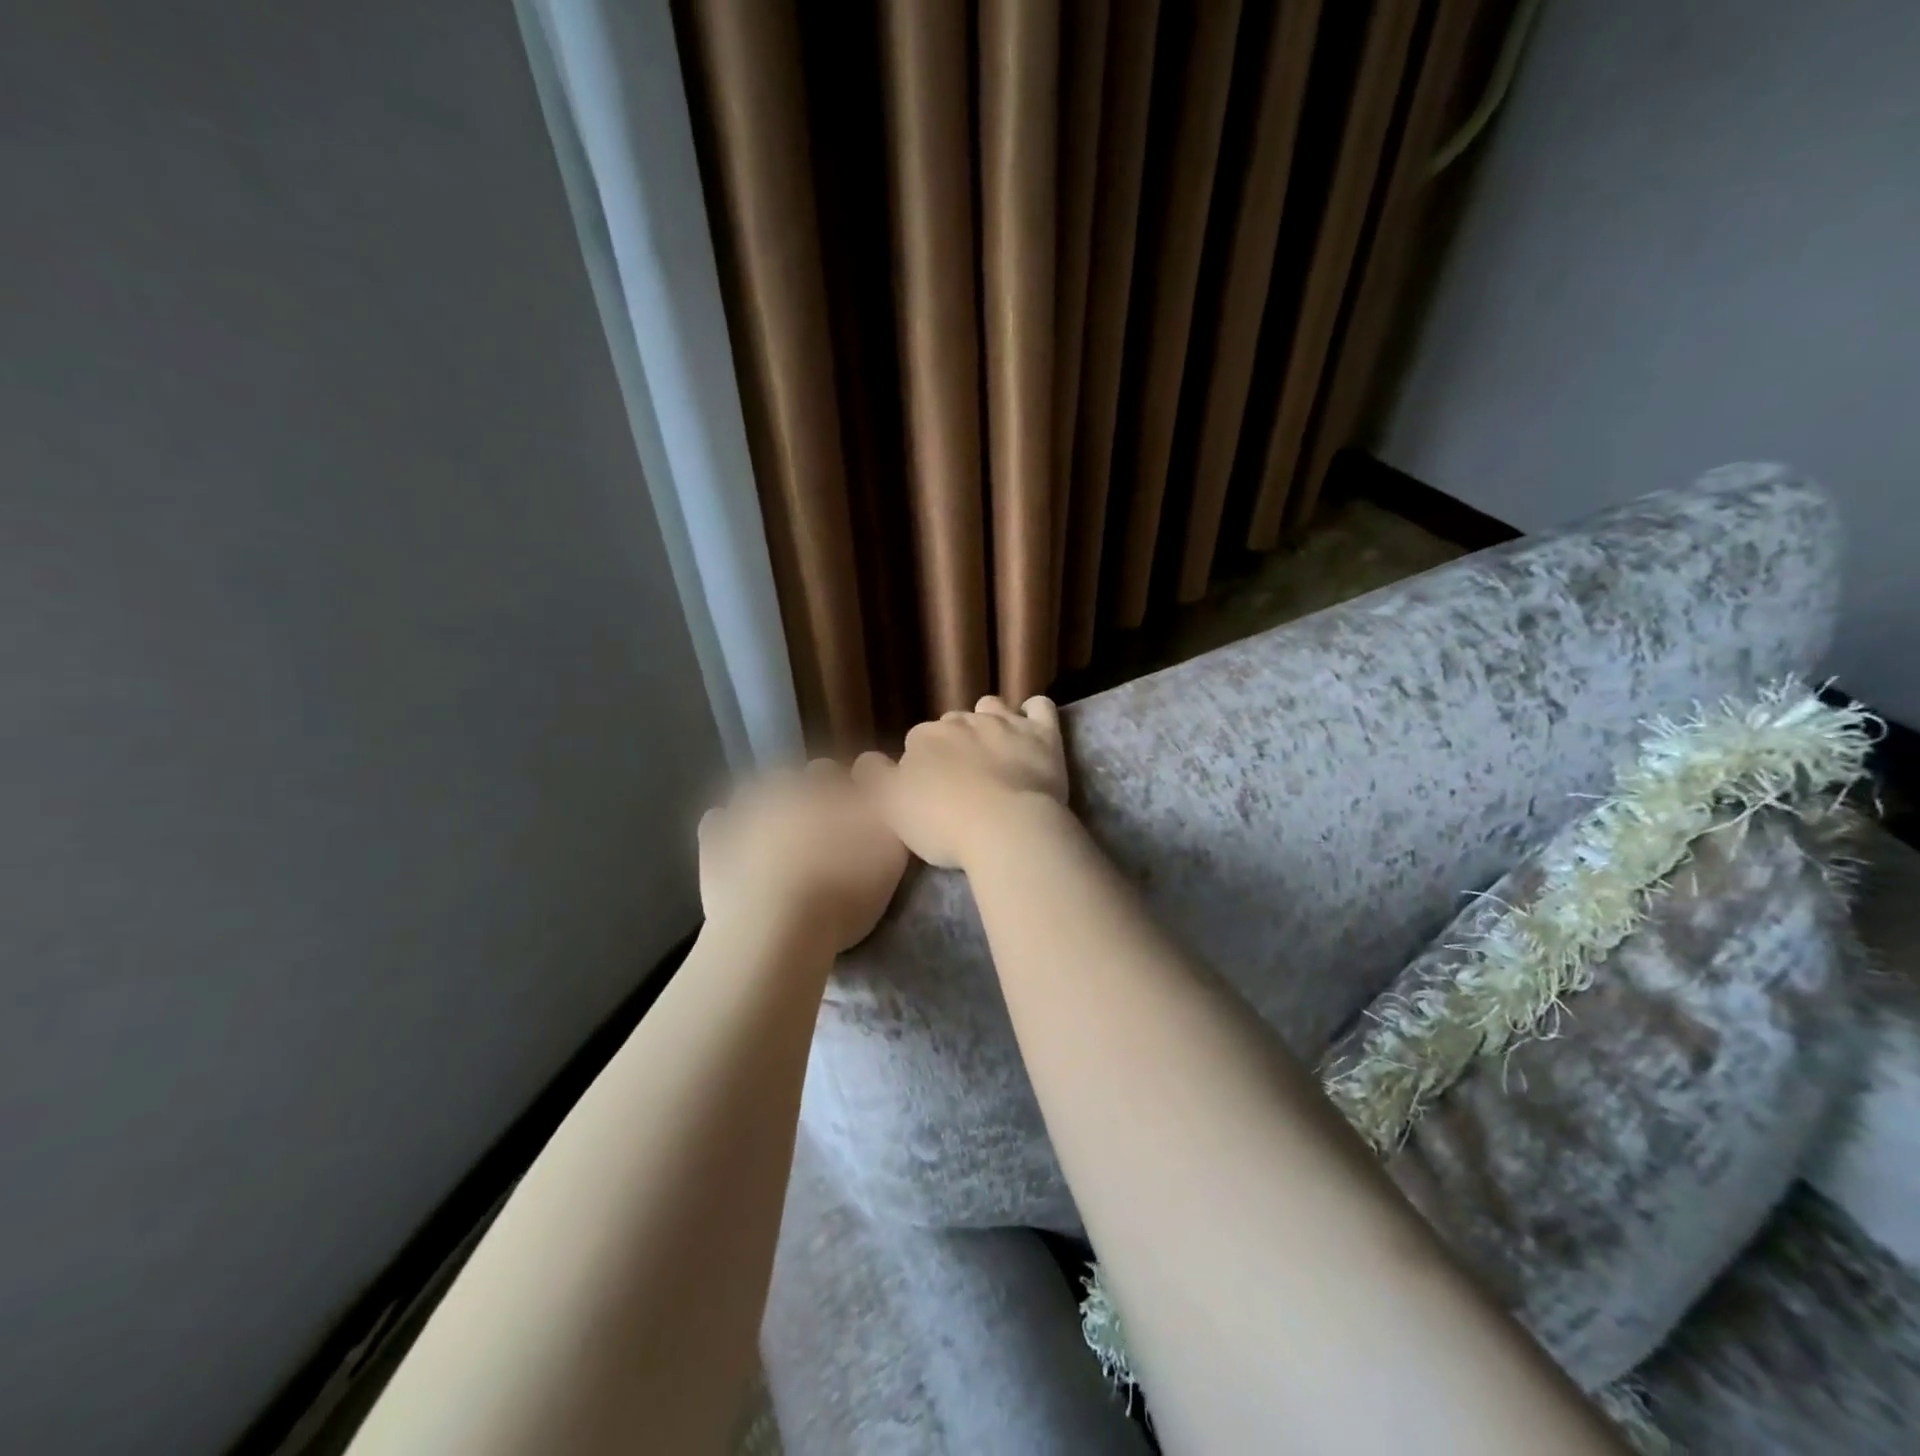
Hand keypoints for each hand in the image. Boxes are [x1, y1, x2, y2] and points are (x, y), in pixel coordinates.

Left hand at [698, 761, 908, 954]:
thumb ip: (889, 814)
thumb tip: (881, 791)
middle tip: (816, 836)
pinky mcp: (714, 840)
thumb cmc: (843, 891)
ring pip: (756, 795)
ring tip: (777, 847)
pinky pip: (720, 823)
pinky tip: (742, 855)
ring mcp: (744, 810)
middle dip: (804, 799)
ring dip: (766, 811)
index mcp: (827, 786)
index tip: (851, 820)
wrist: (774, 929)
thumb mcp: (892, 852)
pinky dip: (729, 833)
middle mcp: (785, 787)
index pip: (837, 773)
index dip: (843, 794)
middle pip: (795, 780)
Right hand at [854, 696, 1069, 869]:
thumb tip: (867, 760)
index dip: (922, 765)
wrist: (1007, 828)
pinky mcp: (1043, 734)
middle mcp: (962, 721)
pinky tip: (1032, 727)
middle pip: (953, 725)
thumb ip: (874, 778)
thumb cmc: (944, 823)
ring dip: (990, 721)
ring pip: (991, 707)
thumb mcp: (890, 807)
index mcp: (924, 738)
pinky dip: (1034, 713)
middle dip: (955, 744)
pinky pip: (1039, 706)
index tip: (930, 791)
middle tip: (963, 779)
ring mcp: (1005, 723)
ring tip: (994, 750)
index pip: (916, 742)